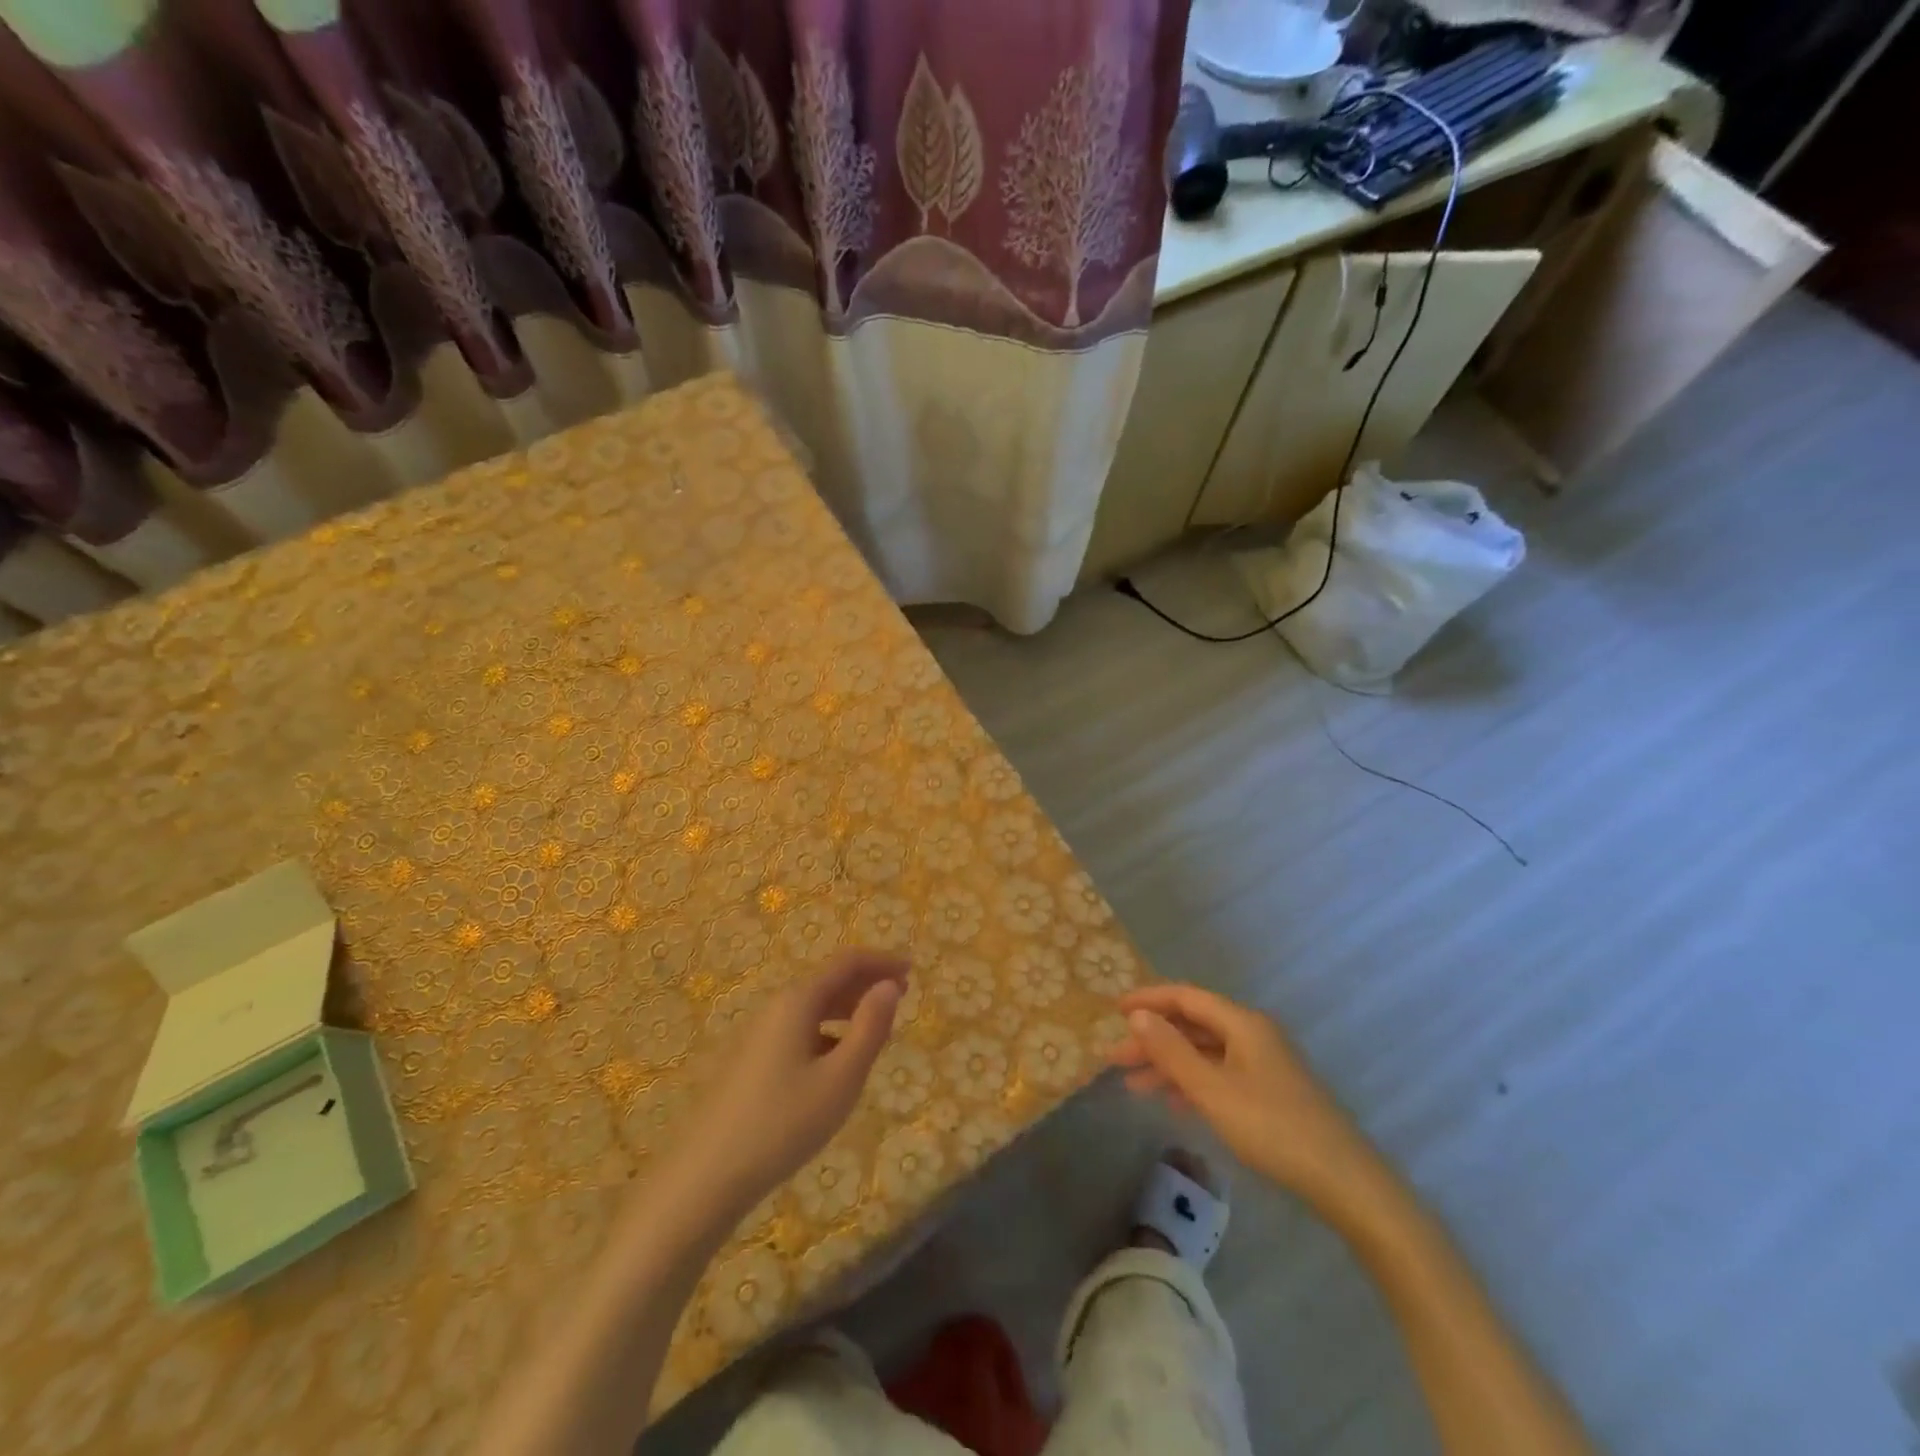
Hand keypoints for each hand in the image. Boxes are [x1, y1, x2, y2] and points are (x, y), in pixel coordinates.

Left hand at [678, 951, 906, 1208]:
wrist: (704, 1177)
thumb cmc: (783, 1124)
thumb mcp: (841, 1078)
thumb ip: (870, 1028)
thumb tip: (889, 985)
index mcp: (798, 1001)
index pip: (846, 963)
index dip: (881, 962)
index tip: (912, 971)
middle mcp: (775, 1007)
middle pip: (828, 981)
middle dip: (866, 984)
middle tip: (901, 999)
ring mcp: (758, 1035)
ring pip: (812, 1008)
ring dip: (847, 1009)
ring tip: (875, 1030)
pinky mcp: (749, 1061)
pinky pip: (798, 1030)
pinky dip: (826, 1032)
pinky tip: (835, 1064)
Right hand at [1110, 984, 1372, 1202]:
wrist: (1344, 1181)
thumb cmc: (1272, 1128)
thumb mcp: (1213, 1090)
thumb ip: (1172, 1052)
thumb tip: (1138, 1015)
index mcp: (1241, 1023)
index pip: (1185, 997)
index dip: (1148, 999)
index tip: (1114, 1010)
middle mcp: (1252, 1034)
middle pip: (1193, 1025)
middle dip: (1153, 1039)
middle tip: (1115, 1057)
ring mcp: (1263, 1064)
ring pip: (1204, 1052)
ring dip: (1169, 1064)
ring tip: (1133, 1085)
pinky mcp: (1270, 1092)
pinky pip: (1219, 1074)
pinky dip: (1192, 1083)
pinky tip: (1174, 1105)